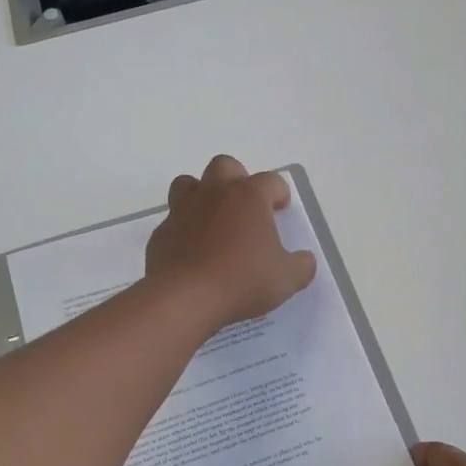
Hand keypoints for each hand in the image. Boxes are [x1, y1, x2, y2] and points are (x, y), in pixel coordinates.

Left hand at [146, 155, 316, 333]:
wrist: (184, 298)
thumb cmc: (242, 280)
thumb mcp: (287, 278)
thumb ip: (301, 265)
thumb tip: (304, 260)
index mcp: (249, 197)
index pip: (271, 180)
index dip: (279, 193)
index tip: (281, 209)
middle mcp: (215, 193)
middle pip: (225, 166)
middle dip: (237, 179)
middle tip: (246, 207)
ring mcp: (183, 210)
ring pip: (189, 183)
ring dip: (202, 195)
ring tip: (213, 220)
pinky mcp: (161, 233)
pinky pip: (173, 220)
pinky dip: (183, 229)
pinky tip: (192, 251)